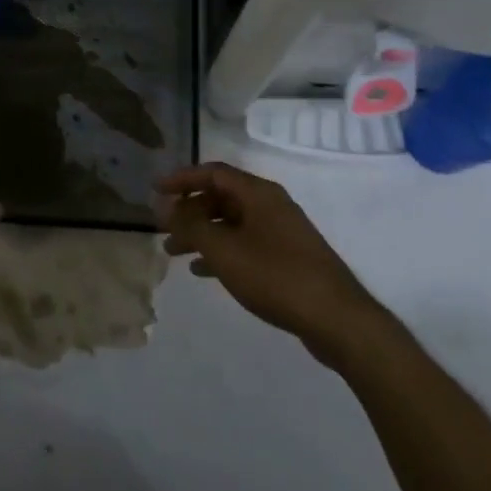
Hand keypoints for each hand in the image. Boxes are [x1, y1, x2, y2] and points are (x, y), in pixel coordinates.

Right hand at [159, 162, 387, 364]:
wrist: (335, 318)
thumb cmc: (275, 276)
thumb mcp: (224, 250)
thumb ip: (191, 225)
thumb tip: (165, 205)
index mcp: (258, 193)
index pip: (213, 172)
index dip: (181, 178)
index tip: (155, 190)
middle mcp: (270, 204)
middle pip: (222, 196)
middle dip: (189, 210)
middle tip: (163, 228)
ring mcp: (281, 230)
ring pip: (231, 222)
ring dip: (202, 233)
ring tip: (174, 252)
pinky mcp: (287, 256)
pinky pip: (245, 242)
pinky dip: (221, 250)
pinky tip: (203, 271)